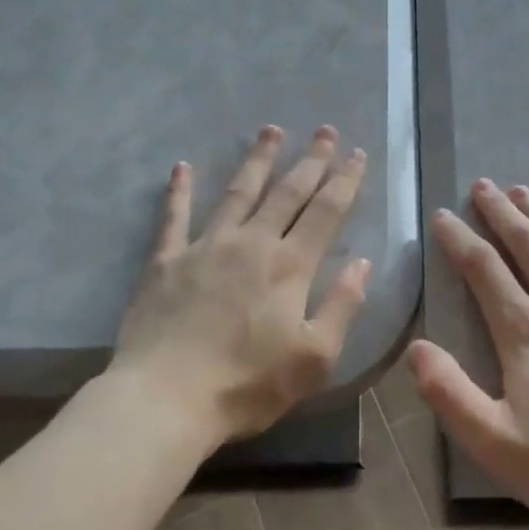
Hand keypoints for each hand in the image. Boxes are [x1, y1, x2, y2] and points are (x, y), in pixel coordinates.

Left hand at [112, 125, 371, 443]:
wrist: (165, 400)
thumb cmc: (247, 385)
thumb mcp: (314, 358)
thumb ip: (342, 306)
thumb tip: (363, 262)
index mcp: (290, 266)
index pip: (326, 212)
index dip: (344, 180)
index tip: (357, 153)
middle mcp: (251, 244)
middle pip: (287, 192)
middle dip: (310, 160)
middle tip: (325, 130)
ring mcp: (205, 247)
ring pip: (237, 192)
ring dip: (257, 160)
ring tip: (270, 130)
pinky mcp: (166, 260)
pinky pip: (174, 217)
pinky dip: (179, 190)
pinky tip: (181, 166)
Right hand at [410, 180, 528, 529]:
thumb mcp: (495, 444)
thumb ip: (450, 393)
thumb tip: (415, 348)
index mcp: (526, 332)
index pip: (482, 269)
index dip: (459, 237)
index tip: (444, 215)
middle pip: (528, 244)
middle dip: (501, 212)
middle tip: (484, 186)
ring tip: (527, 193)